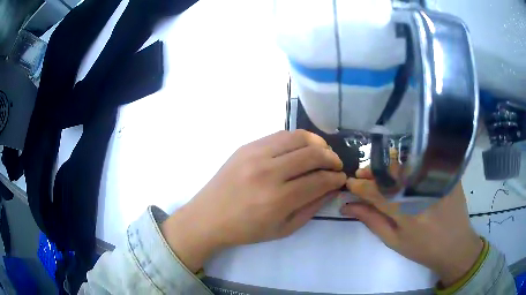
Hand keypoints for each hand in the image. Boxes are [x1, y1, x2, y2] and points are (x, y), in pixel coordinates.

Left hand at [162, 130, 345, 271]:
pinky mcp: (246, 146)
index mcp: (277, 199)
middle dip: (331, 158)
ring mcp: (255, 154)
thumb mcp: (284, 229)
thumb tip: (332, 188)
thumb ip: (311, 207)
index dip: (335, 178)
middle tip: (336, 165)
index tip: (341, 178)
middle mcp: (268, 172)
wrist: (209, 217)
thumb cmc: (246, 229)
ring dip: (317, 143)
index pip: (319, 180)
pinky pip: (280, 135)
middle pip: (312, 154)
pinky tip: (302, 148)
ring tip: (323, 153)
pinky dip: (297, 139)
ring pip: (298, 137)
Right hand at [341, 167, 483, 286]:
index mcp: (406, 213)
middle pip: (390, 173)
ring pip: (406, 164)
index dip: (360, 186)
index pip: (376, 192)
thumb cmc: (422, 249)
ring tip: (380, 173)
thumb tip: (348, 206)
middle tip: (362, 176)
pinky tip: (403, 170)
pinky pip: (424, 162)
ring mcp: (437, 179)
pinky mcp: (447, 173)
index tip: (350, 183)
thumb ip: (372, 221)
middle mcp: (422, 191)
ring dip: (388, 166)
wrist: (455, 245)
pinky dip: (409, 163)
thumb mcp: (394, 241)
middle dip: (371, 173)